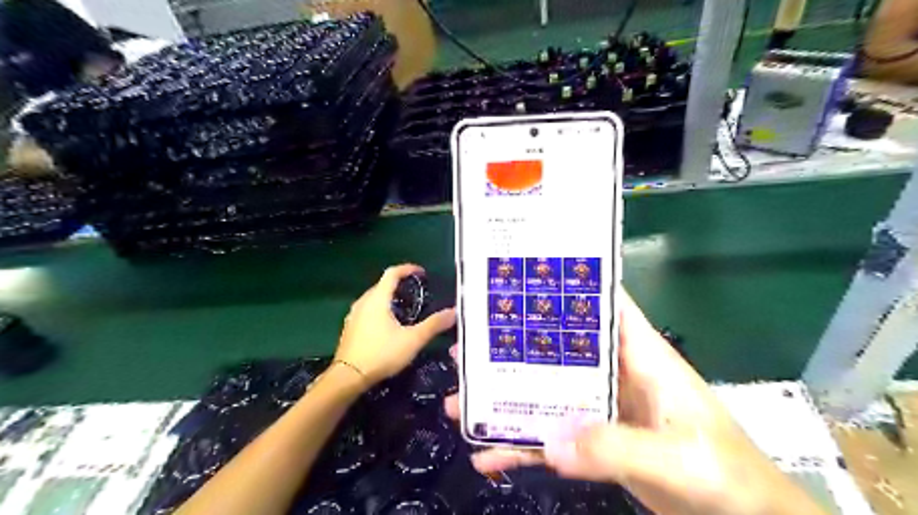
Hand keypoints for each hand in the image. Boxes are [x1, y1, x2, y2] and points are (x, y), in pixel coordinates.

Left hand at [333, 266, 454, 385]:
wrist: (348, 377)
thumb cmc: (381, 354)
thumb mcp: (413, 340)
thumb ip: (433, 325)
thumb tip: (454, 312)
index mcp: (378, 299)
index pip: (392, 273)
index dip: (408, 269)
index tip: (422, 273)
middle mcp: (363, 302)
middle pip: (382, 284)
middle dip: (399, 284)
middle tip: (417, 292)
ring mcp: (354, 315)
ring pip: (374, 298)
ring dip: (389, 297)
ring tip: (404, 307)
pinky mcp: (350, 327)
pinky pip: (367, 310)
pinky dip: (380, 309)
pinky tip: (388, 324)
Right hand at [445, 292, 825, 514]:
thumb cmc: (728, 477)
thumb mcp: (678, 459)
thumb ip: (616, 447)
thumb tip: (549, 443)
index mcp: (640, 355)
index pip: (602, 303)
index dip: (566, 285)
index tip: (519, 279)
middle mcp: (616, 373)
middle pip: (557, 349)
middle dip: (514, 347)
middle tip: (467, 346)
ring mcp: (603, 408)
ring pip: (546, 393)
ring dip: (507, 398)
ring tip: (460, 401)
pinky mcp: (597, 440)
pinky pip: (552, 437)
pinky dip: (523, 445)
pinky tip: (489, 455)